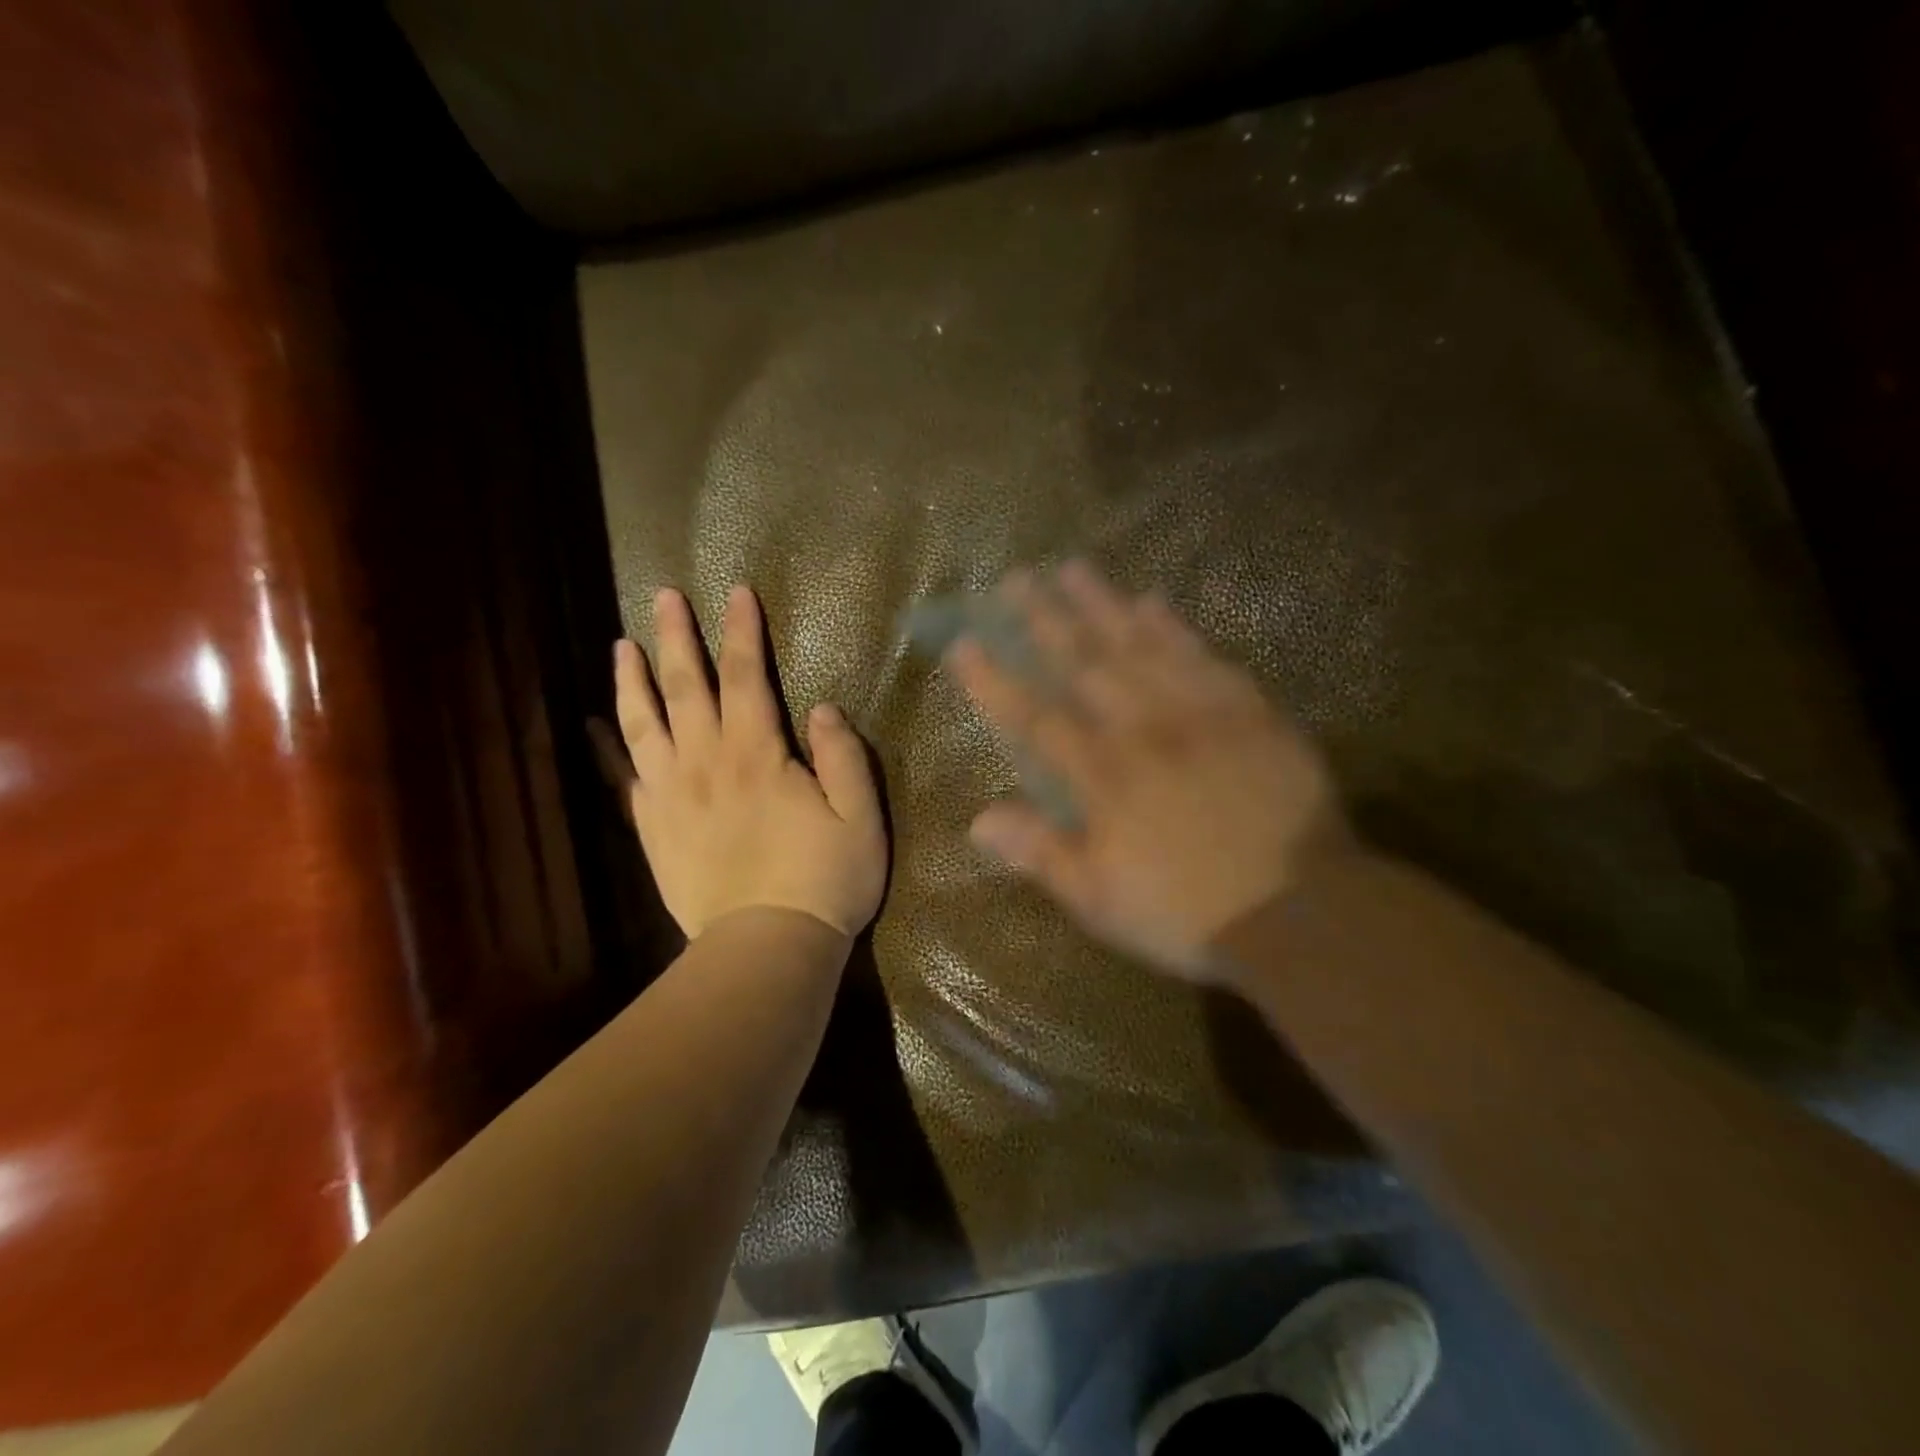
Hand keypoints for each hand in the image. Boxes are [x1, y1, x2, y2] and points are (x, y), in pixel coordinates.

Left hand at [593, 585, 887, 941]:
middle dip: (676, 637)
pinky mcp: (654, 829)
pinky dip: (608, 746)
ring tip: (622, 646)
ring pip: (644, 725)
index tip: (736, 593)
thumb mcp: (860, 818)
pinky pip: (624, 777)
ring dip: (632, 680)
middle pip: (686, 688)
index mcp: (757, 755)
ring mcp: (672, 797)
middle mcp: (706, 764)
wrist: (767, 948)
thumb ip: (843, 757)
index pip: (747, 677)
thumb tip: (821, 708)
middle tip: (664, 597)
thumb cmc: (825, 881)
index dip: (742, 632)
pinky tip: (598, 725)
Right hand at [946, 562, 1348, 981]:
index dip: (995, 680)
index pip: (1034, 716)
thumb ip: (1040, 853)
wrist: (1303, 910)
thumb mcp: (1100, 900)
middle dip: (1044, 619)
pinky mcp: (1248, 710)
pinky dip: (1173, 627)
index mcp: (1103, 775)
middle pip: (1084, 662)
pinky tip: (1153, 602)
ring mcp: (1200, 712)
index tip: (965, 643)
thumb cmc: (1188, 912)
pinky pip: (1202, 655)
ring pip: (1140, 644)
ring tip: (1073, 568)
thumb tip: (978, 820)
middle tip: (1016, 578)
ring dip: (1102, 604)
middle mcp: (1144, 729)